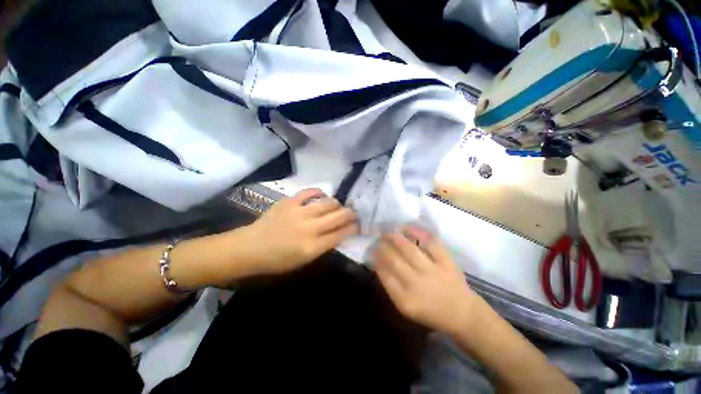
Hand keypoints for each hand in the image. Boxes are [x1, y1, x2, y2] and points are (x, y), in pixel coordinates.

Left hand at [244, 188, 357, 274]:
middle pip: (338, 216)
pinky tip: (321, 196)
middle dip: (350, 214)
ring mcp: (299, 212)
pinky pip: (310, 191)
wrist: (250, 248)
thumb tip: (339, 233)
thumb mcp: (304, 260)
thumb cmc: (277, 260)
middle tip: (352, 213)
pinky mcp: (290, 201)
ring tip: (337, 206)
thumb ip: (323, 246)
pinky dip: (319, 192)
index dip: (353, 228)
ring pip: (328, 202)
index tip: (357, 225)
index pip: (341, 234)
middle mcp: (309, 228)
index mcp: (313, 247)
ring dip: (337, 204)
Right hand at [372, 227, 475, 334]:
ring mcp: (432, 271)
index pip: (384, 275)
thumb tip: (379, 265)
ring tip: (388, 232)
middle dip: (382, 248)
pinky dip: (417, 233)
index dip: (376, 261)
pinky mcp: (446, 262)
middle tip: (378, 241)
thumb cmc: (430, 312)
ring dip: (395, 238)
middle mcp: (417, 284)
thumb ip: (392, 287)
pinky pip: (430, 243)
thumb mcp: (406, 307)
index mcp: (405, 300)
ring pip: (408, 249)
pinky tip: (406, 228)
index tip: (372, 253)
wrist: (461, 313)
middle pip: (394, 260)